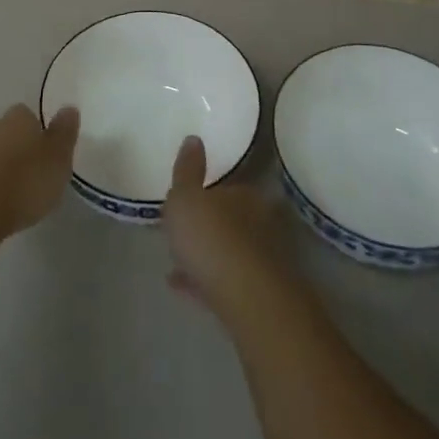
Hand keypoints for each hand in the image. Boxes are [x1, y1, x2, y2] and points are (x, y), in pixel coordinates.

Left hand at [0, 104, 79, 241]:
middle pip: (6, 130)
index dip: (37, 131)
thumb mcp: (58, 159)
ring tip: (12, 190)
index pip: (28, 114)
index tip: (45, 152)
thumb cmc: (24, 183)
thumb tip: (68, 107)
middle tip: (30, 170)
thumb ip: (64, 133)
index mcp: (18, 118)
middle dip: (16, 145)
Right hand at [162, 136, 296, 324]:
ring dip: (207, 254)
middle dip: (210, 225)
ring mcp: (262, 262)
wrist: (247, 300)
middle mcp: (260, 223)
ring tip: (176, 262)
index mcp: (246, 195)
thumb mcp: (185, 198)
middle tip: (183, 231)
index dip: (208, 192)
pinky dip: (205, 281)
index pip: (230, 186)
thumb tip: (194, 139)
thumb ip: (186, 170)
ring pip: (229, 252)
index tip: (190, 201)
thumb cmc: (211, 238)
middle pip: (232, 220)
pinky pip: (224, 281)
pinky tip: (182, 286)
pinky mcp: (257, 296)